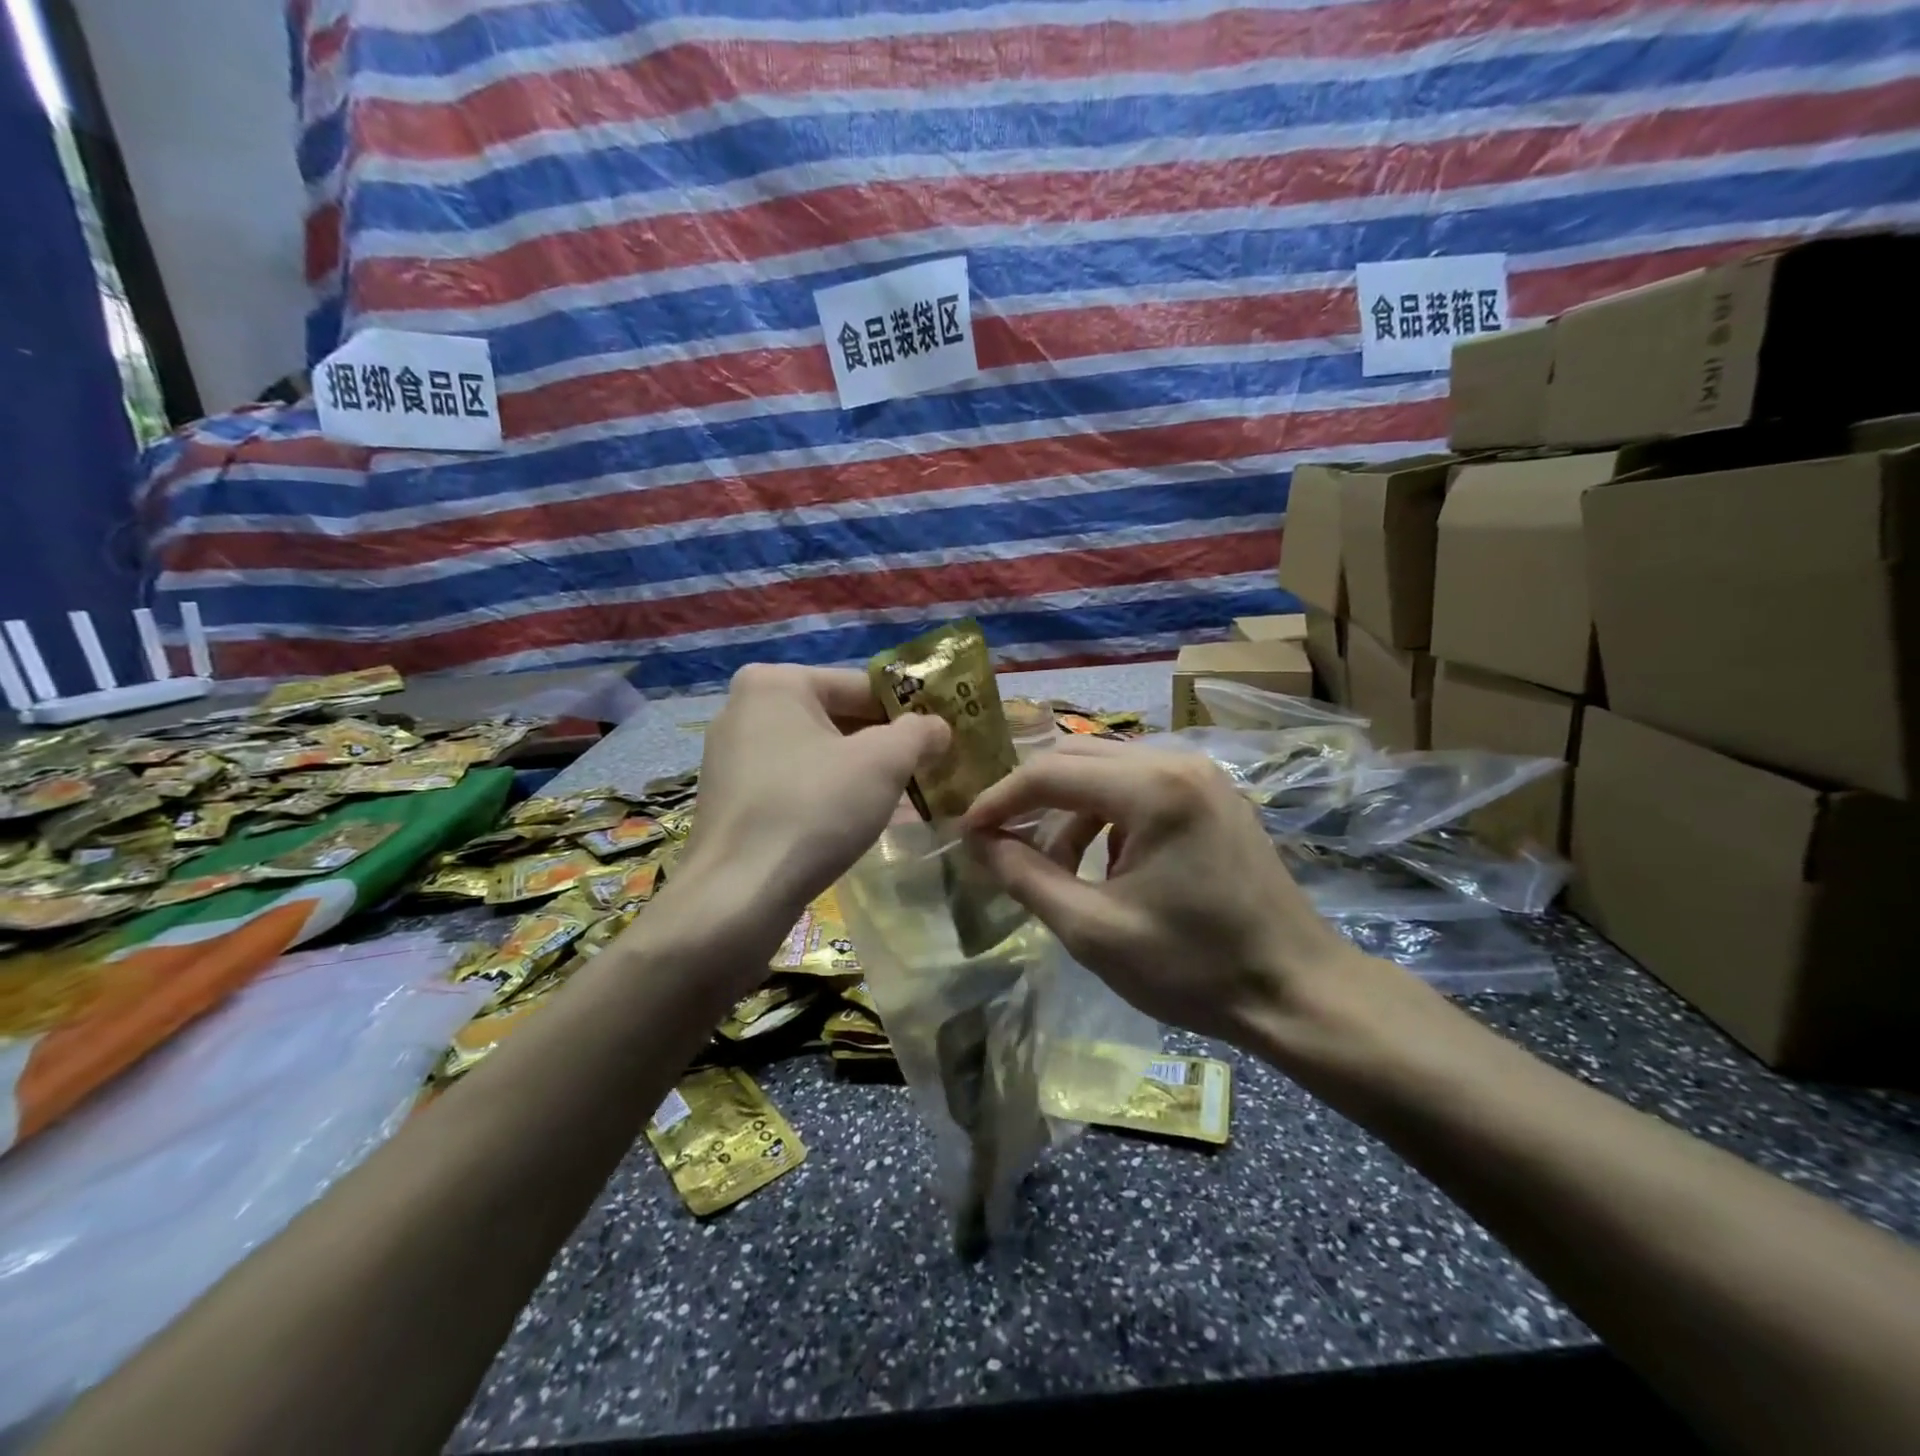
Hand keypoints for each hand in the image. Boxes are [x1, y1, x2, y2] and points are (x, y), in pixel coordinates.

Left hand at [681, 663, 949, 926]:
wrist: (738, 895)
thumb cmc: (814, 809)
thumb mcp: (884, 762)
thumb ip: (919, 732)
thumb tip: (938, 726)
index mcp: (776, 682)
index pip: (862, 686)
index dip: (908, 712)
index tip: (940, 741)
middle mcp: (745, 708)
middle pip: (837, 718)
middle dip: (884, 746)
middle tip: (926, 772)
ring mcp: (731, 755)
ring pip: (817, 754)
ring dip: (860, 773)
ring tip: (900, 800)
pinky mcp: (730, 798)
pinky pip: (794, 782)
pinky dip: (827, 795)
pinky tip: (855, 822)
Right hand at [961, 738, 1369, 1047]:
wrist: (1297, 990)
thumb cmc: (1193, 967)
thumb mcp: (1092, 929)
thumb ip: (1025, 877)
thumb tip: (978, 843)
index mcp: (1152, 788)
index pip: (1049, 773)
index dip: (999, 800)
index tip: (967, 833)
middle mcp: (1177, 761)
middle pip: (1076, 757)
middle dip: (1031, 797)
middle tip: (999, 840)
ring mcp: (1201, 775)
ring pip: (1107, 769)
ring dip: (1069, 809)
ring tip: (1055, 866)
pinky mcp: (1213, 794)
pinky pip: (1140, 784)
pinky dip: (1106, 814)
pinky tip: (1106, 863)